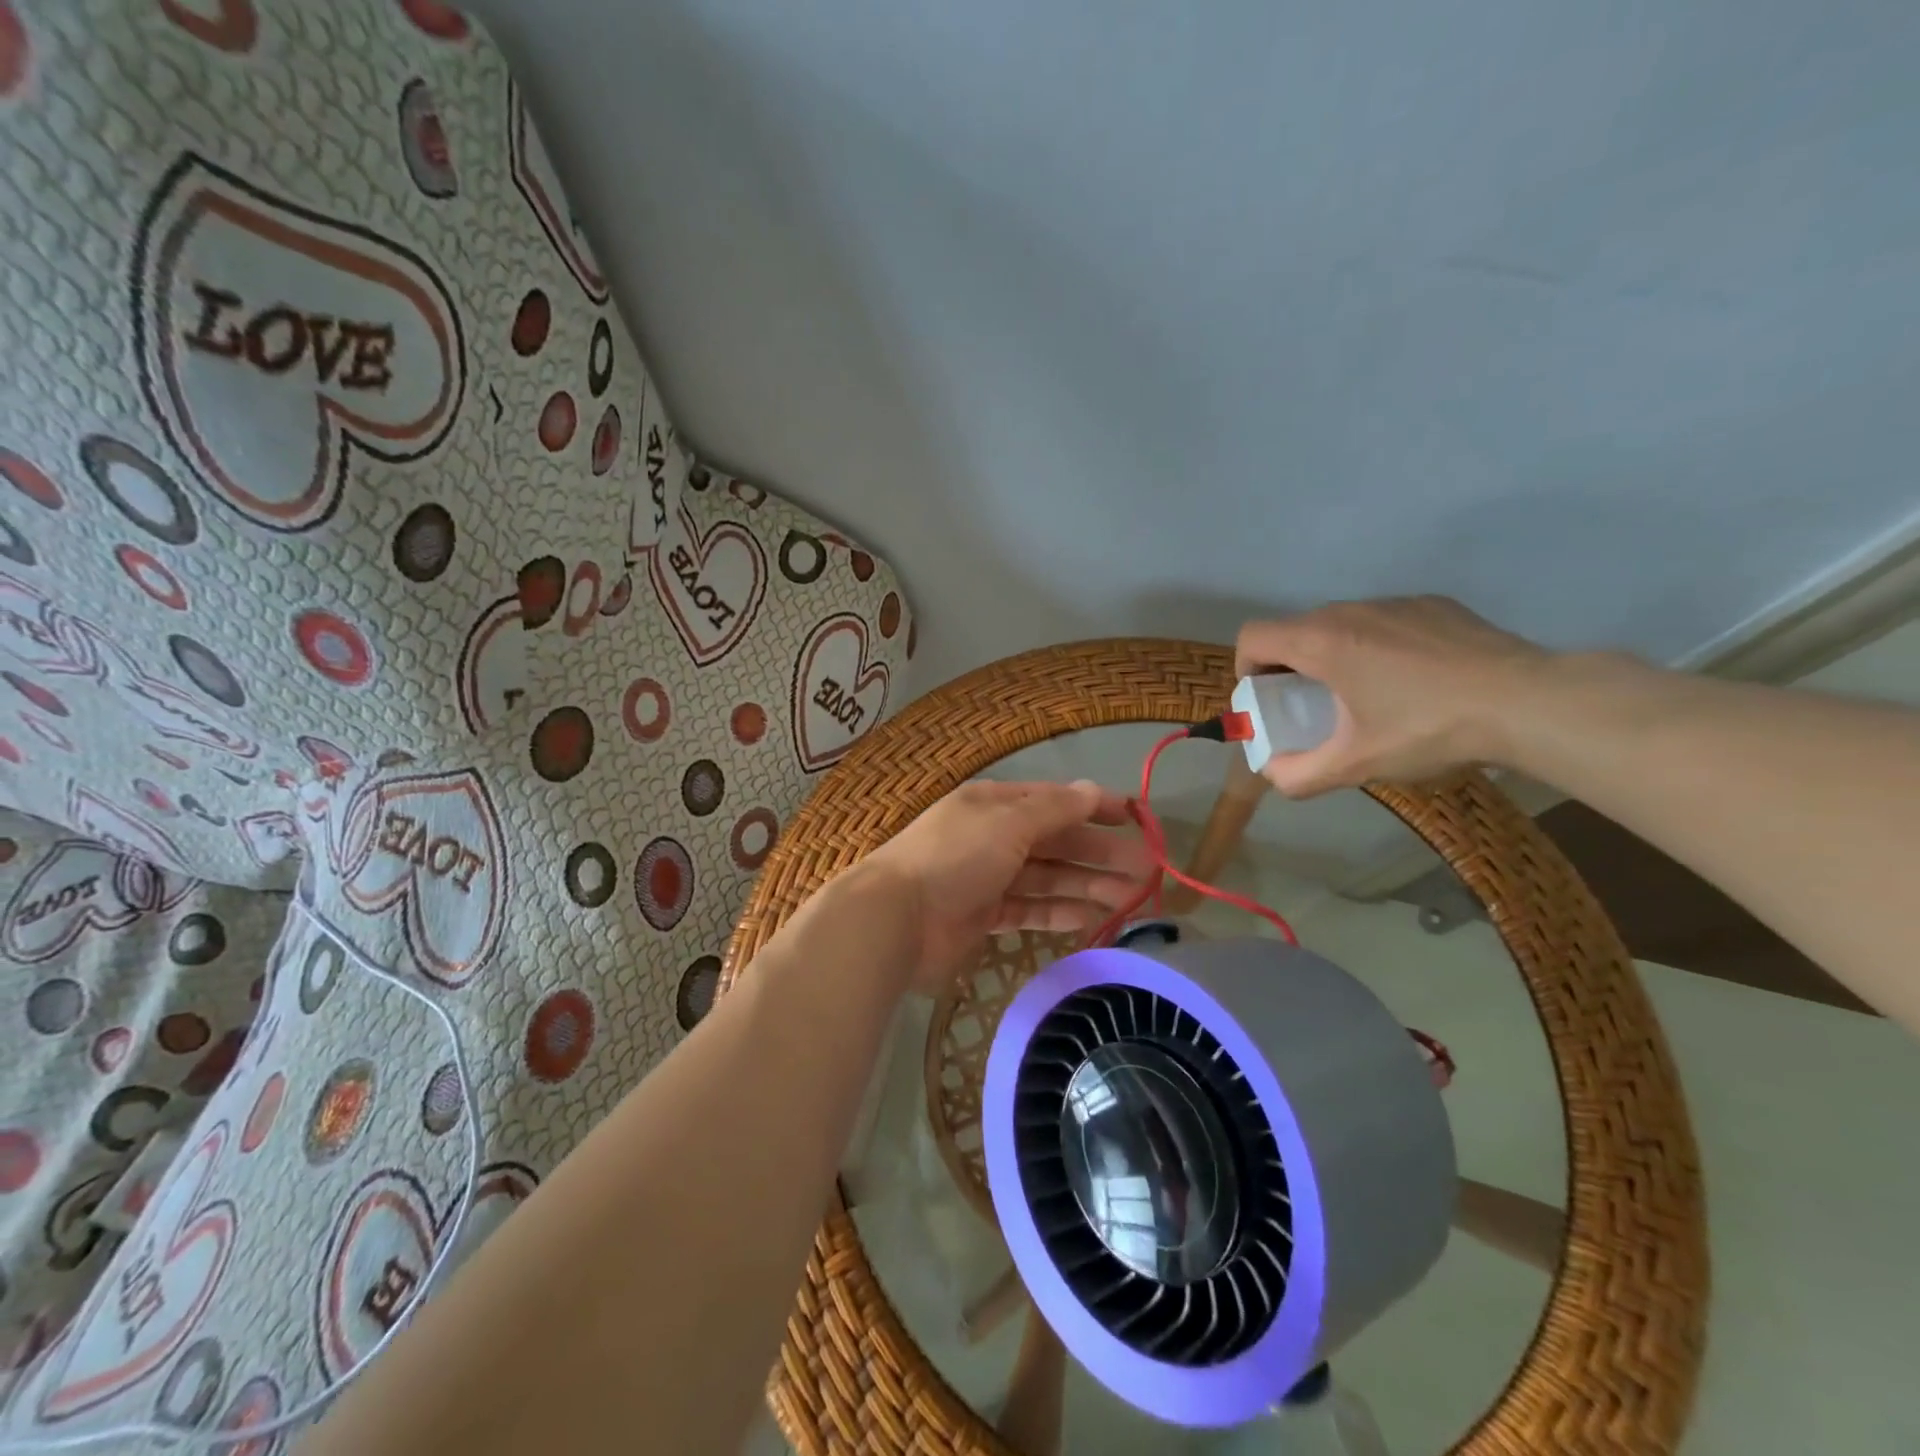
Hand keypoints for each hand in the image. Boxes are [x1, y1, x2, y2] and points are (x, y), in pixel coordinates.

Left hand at [861, 779, 1152, 994]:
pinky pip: (1030, 909)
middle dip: (1100, 854)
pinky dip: (1059, 912)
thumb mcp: (1007, 823)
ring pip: (1048, 878)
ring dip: (1088, 885)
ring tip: (1131, 898)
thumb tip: (1093, 789)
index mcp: (996, 805)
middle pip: (1057, 843)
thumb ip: (1053, 810)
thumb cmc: (954, 858)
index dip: (1097, 808)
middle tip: (1146, 872)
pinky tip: (1092, 917)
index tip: (1138, 819)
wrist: (896, 918)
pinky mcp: (985, 916)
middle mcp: (994, 837)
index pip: (1055, 801)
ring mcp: (989, 878)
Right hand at [1235, 596, 1551, 796]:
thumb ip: (1300, 775)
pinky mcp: (1433, 604)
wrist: (1529, 702)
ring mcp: (1396, 602)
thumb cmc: (1429, 729)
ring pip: (1340, 623)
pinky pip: (1383, 621)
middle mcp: (1351, 611)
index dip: (1246, 667)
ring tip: (1365, 694)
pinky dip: (1377, 645)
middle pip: (1295, 630)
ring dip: (1333, 654)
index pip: (1253, 636)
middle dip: (1289, 666)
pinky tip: (1412, 680)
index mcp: (1322, 642)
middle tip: (1312, 706)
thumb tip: (1272, 775)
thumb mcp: (1357, 765)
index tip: (1269, 699)